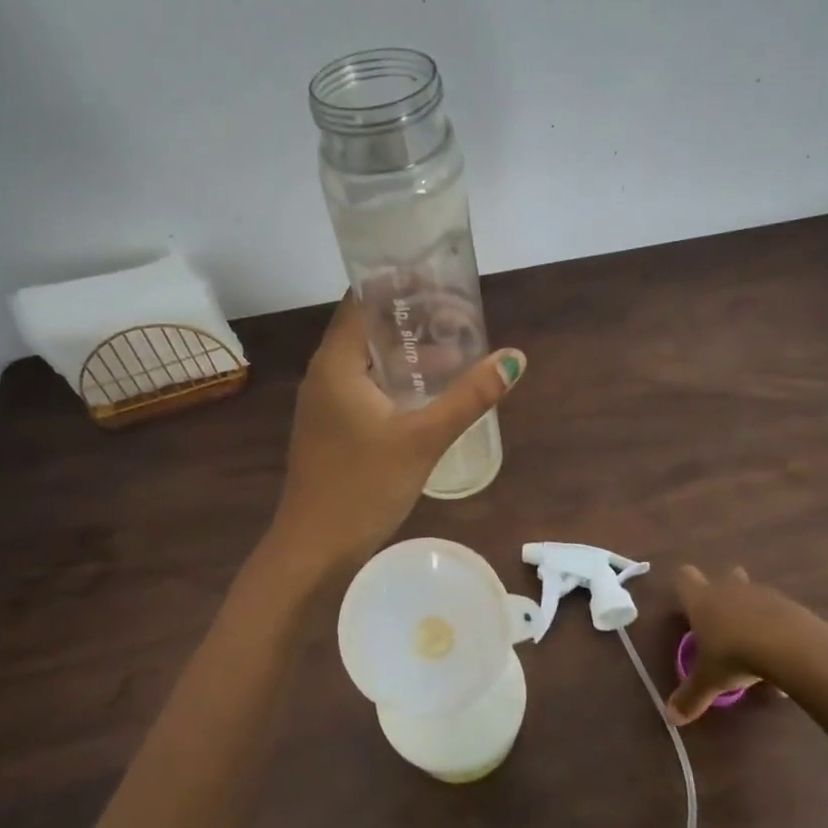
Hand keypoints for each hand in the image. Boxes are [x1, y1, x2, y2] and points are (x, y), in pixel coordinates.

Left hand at [270, 296, 524, 570]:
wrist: (313, 549)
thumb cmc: (362, 486)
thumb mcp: (422, 438)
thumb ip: (469, 397)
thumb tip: (513, 358)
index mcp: (336, 363)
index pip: (362, 300)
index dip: (398, 283)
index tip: (439, 278)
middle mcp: (325, 374)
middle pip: (368, 327)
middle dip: (412, 318)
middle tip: (459, 315)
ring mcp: (326, 402)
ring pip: (369, 361)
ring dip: (409, 352)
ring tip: (456, 350)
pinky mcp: (333, 426)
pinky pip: (367, 386)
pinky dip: (398, 379)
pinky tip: (431, 393)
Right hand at [667, 565, 827, 724]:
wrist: (792, 648)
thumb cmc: (737, 656)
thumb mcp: (710, 680)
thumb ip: (691, 697)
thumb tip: (670, 718)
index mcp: (703, 600)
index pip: (684, 577)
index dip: (684, 587)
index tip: (687, 606)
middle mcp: (729, 589)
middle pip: (724, 577)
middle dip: (724, 593)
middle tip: (724, 622)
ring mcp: (762, 594)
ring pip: (753, 595)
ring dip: (753, 614)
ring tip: (756, 648)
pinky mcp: (790, 606)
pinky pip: (779, 614)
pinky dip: (777, 630)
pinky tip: (782, 659)